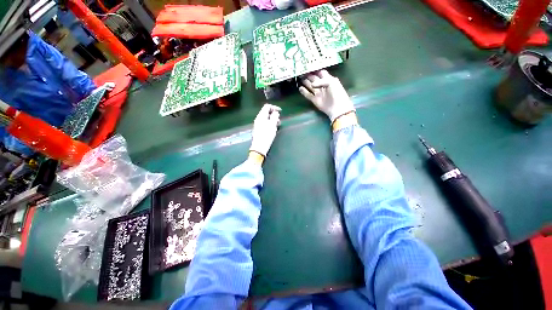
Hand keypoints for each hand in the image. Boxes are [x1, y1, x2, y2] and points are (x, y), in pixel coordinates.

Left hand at [249, 104, 280, 157]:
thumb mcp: (272, 125)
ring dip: (272, 120)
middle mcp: (258, 119)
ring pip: (266, 118)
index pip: (267, 106)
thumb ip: (275, 117)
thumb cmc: (266, 135)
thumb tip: (276, 112)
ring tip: (277, 125)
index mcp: (261, 116)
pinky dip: (270, 124)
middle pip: (266, 112)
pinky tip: (273, 129)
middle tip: (279, 120)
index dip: (274, 107)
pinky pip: (265, 123)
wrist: (259, 147)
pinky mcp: (259, 129)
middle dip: (274, 114)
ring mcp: (258, 124)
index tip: (280, 111)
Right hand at [299, 70, 354, 122]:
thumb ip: (321, 81)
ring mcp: (318, 93)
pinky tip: (300, 88)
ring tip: (300, 78)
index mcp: (328, 79)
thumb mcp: (331, 82)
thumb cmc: (337, 93)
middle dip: (309, 75)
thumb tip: (311, 85)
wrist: (337, 107)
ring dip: (305, 82)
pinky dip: (304, 92)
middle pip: (314, 79)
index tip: (309, 67)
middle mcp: (322, 85)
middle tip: (302, 72)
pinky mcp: (314, 100)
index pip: (321, 73)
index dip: (315, 70)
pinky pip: (308, 95)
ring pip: (310, 86)